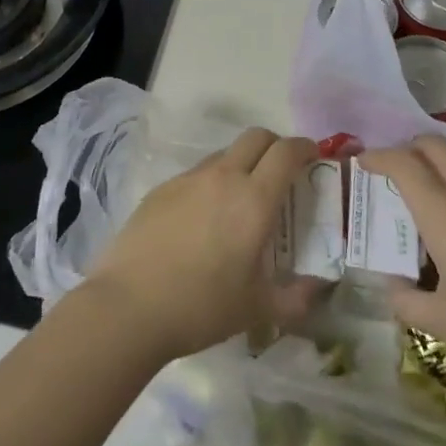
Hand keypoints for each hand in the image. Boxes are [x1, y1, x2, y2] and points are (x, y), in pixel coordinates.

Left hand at [81, 128, 322, 361]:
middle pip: (256, 137)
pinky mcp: (160, 189)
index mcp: (253, 199)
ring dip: (241, 164)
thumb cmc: (201, 307)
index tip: (313, 158)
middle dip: (275, 145)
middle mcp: (222, 177)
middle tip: (282, 173)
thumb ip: (295, 298)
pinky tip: (203, 219)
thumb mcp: (257, 309)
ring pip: (224, 154)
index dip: (304, 148)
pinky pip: (196, 174)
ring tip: (241, 201)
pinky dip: (211, 183)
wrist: (129, 306)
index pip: (286, 152)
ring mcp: (187, 179)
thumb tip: (317, 287)